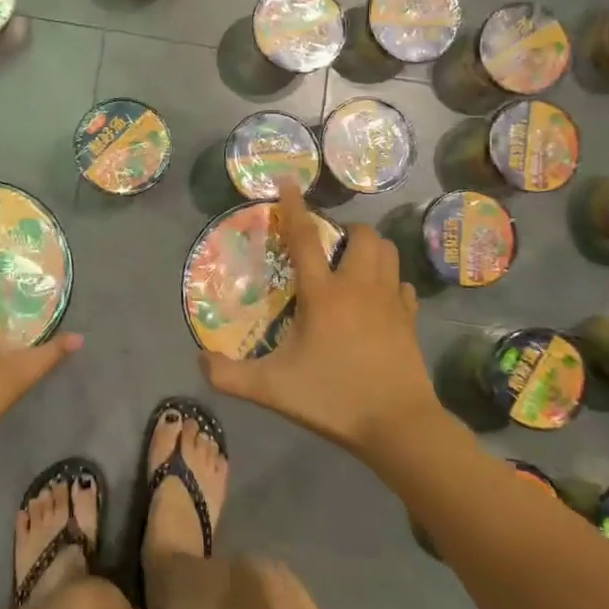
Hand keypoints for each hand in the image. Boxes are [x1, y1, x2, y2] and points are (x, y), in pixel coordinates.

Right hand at [200, 180, 438, 460]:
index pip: (305, 238)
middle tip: (329, 246)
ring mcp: (390, 301)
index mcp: (323, 295)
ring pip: (389, 252)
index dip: (294, 207)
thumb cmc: (333, 399)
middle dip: (345, 230)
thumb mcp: (272, 390)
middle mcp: (359, 287)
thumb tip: (199, 361)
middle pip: (362, 236)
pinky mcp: (410, 320)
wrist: (399, 426)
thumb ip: (230, 375)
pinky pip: (402, 284)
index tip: (289, 182)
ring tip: (352, 264)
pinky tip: (378, 298)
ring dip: (371, 248)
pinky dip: (390, 281)